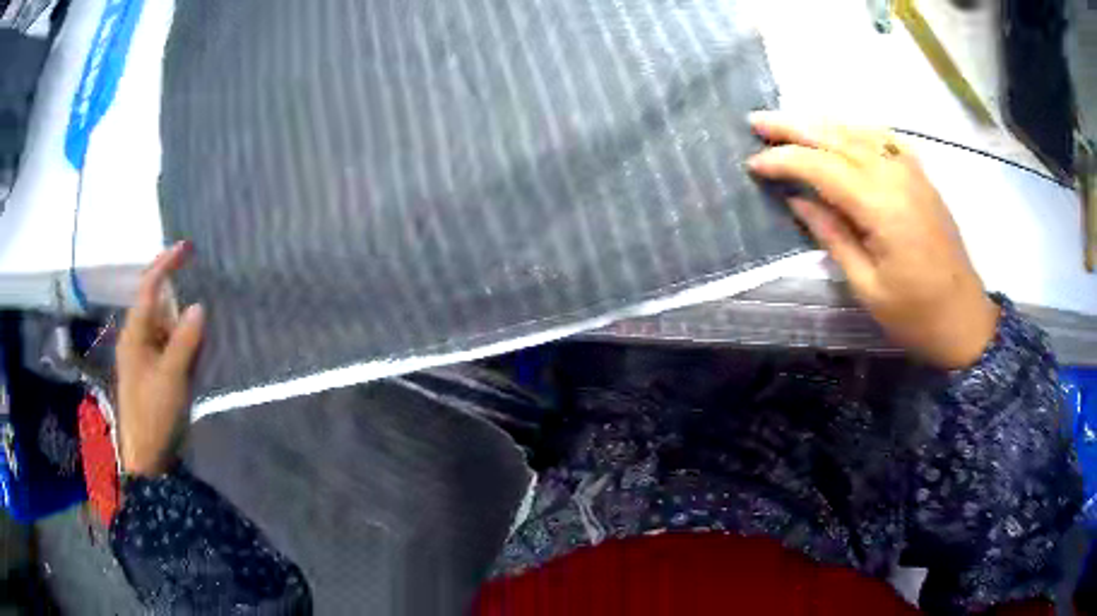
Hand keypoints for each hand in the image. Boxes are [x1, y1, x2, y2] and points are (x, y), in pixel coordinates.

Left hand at [116, 241, 204, 476]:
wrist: (146, 459)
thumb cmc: (153, 415)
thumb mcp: (171, 378)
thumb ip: (184, 341)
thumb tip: (198, 306)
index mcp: (135, 334)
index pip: (149, 287)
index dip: (167, 264)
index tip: (188, 247)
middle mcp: (137, 339)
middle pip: (157, 305)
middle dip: (178, 296)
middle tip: (203, 294)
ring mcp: (143, 357)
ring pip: (164, 327)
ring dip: (182, 324)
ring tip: (203, 326)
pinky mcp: (151, 373)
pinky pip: (168, 347)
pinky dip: (182, 344)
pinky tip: (196, 352)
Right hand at [746, 112, 998, 369]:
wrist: (964, 319)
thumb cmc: (914, 314)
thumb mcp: (866, 286)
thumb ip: (832, 235)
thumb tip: (798, 200)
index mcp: (881, 206)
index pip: (822, 167)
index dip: (785, 161)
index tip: (753, 164)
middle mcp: (896, 176)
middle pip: (838, 137)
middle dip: (794, 127)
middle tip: (757, 121)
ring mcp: (912, 171)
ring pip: (859, 131)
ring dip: (821, 123)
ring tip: (790, 121)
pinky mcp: (921, 176)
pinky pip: (884, 139)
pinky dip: (857, 129)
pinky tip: (843, 131)